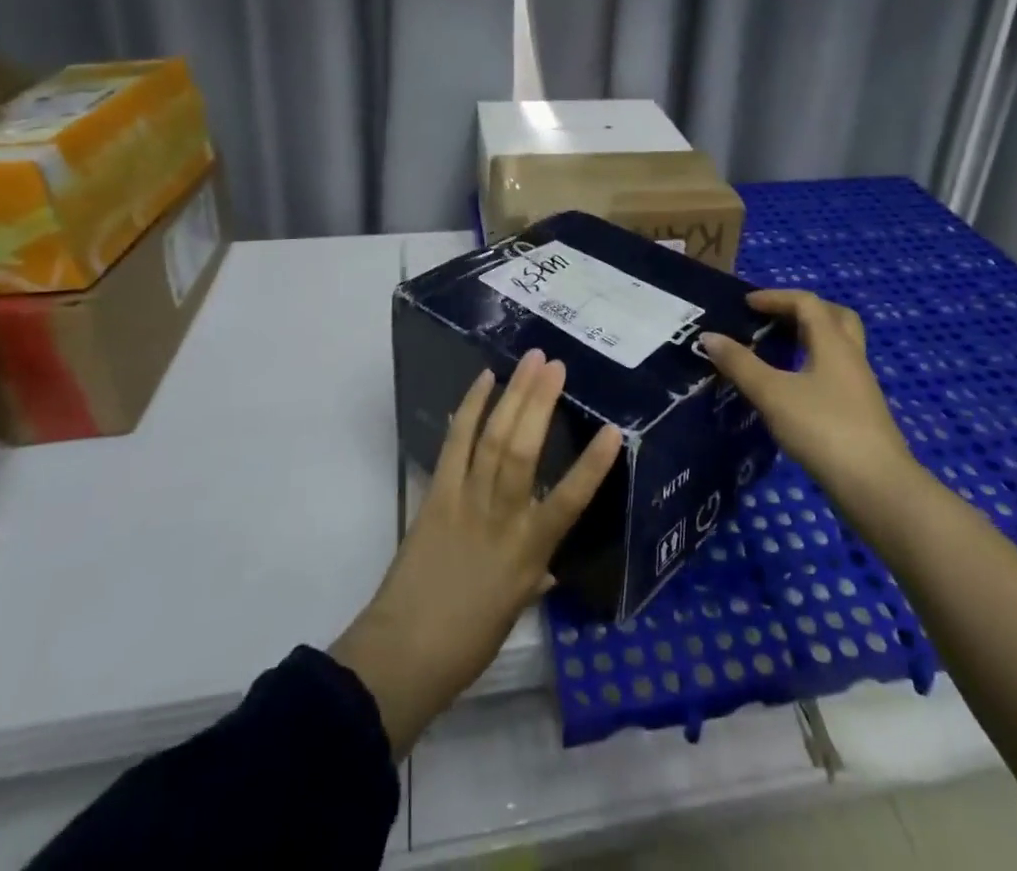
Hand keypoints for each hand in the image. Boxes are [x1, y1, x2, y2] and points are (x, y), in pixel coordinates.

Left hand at [331, 349, 620, 757]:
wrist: (402, 655)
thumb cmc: (468, 641)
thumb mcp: (515, 609)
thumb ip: (536, 574)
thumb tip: (552, 561)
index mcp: (529, 553)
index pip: (570, 502)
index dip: (593, 466)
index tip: (614, 430)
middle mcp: (501, 519)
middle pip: (523, 452)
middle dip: (541, 403)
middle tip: (557, 365)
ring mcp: (466, 502)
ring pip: (493, 439)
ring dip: (512, 395)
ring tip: (530, 361)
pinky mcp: (437, 494)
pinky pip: (455, 444)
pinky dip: (469, 409)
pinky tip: (484, 380)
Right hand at [702, 290, 912, 499]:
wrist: (876, 486)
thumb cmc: (823, 429)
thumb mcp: (772, 394)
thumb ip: (740, 364)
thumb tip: (709, 336)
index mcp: (833, 343)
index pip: (806, 303)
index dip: (775, 297)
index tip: (747, 304)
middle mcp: (851, 357)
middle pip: (834, 317)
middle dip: (802, 311)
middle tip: (773, 320)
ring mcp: (860, 386)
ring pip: (838, 347)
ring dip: (809, 340)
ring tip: (777, 352)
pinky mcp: (861, 412)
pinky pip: (836, 373)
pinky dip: (813, 367)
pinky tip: (793, 389)